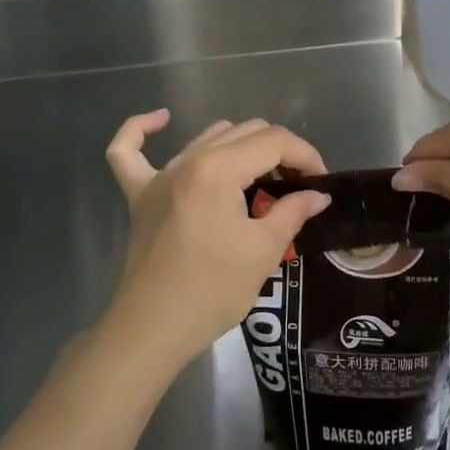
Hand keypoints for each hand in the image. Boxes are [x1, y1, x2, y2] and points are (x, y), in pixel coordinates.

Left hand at [102, 110, 331, 375]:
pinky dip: (142, 131)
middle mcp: (189, 160)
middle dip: (279, 151)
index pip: (274, 141)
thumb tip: (318, 195)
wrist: (153, 329)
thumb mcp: (264, 251)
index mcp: (220, 168)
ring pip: (208, 137)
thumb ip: (293, 211)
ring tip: (260, 178)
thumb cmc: (213, 291)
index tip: (320, 182)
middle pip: (246, 131)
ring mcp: (160, 175)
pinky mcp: (140, 194)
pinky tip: (162, 120)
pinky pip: (130, 150)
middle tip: (296, 185)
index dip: (306, 156)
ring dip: (240, 147)